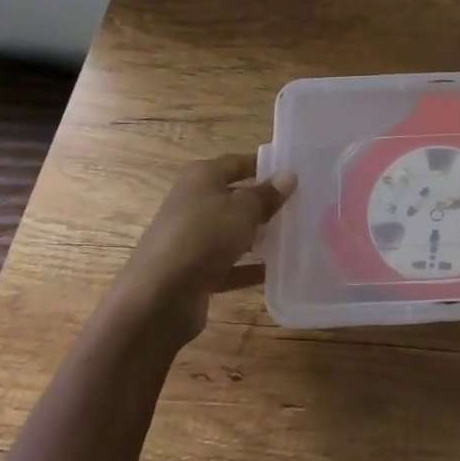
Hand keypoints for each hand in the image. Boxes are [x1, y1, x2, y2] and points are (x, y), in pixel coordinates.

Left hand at [115, 154, 294, 344]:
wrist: (159, 297)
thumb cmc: (204, 236)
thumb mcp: (244, 209)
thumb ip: (267, 194)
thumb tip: (289, 176)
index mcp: (201, 178)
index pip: (237, 163)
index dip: (264, 165)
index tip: (293, 173)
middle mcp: (193, 203)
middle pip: (234, 198)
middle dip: (264, 203)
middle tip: (301, 206)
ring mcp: (191, 240)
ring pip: (231, 232)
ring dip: (258, 236)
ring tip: (293, 237)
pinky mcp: (193, 272)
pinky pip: (228, 265)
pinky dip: (248, 267)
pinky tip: (275, 271)